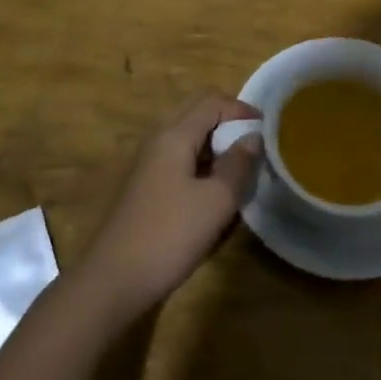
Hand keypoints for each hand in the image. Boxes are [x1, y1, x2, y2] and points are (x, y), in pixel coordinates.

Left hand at [77, 92, 262, 323]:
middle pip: (196, 111)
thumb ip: (238, 165)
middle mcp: (157, 138)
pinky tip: (212, 189)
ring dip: (214, 142)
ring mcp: (147, 161)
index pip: (211, 101)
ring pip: (186, 135)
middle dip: (227, 120)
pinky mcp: (144, 184)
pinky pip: (177, 157)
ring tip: (238, 166)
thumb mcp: (216, 202)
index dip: (241, 109)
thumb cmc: (169, 235)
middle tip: (253, 142)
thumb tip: (252, 138)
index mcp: (174, 134)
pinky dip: (200, 160)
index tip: (267, 129)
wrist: (114, 278)